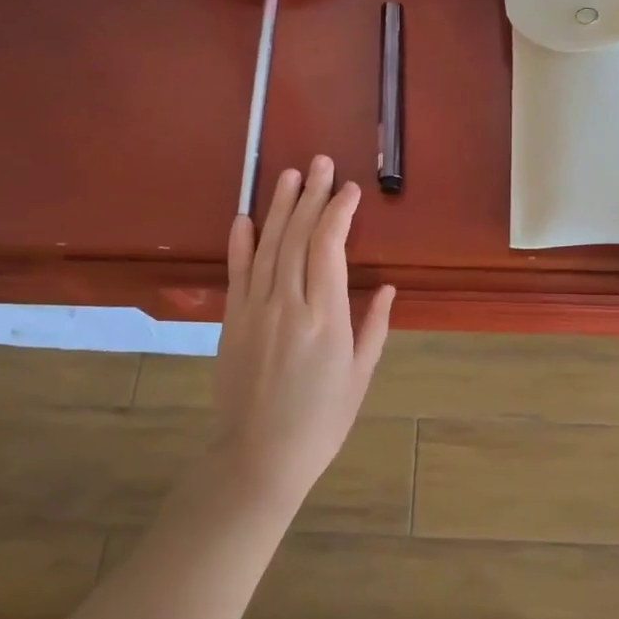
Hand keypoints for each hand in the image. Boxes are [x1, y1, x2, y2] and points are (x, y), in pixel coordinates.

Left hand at [210, 156, 395, 503]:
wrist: (258, 457)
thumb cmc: (321, 421)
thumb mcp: (360, 376)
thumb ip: (373, 326)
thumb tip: (386, 287)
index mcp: (325, 317)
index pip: (329, 246)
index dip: (338, 212)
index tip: (349, 189)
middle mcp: (287, 303)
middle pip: (298, 236)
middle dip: (310, 195)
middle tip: (319, 162)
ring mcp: (254, 310)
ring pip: (267, 246)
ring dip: (278, 207)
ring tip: (288, 174)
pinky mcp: (232, 321)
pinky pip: (237, 273)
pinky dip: (240, 243)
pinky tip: (245, 217)